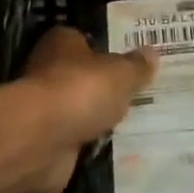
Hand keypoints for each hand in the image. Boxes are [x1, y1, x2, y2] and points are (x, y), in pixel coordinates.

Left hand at [17, 25, 156, 192]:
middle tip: (139, 96)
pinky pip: (74, 141)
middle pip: (82, 76)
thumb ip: (136, 66)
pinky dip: (88, 146)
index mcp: (62, 42)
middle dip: (104, 87)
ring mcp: (45, 108)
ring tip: (134, 126)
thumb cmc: (80, 90)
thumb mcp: (121, 74)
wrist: (41, 139)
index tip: (131, 64)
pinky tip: (115, 152)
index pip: (85, 40)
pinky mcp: (44, 142)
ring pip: (78, 110)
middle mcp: (48, 70)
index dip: (107, 50)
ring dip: (96, 119)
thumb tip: (152, 53)